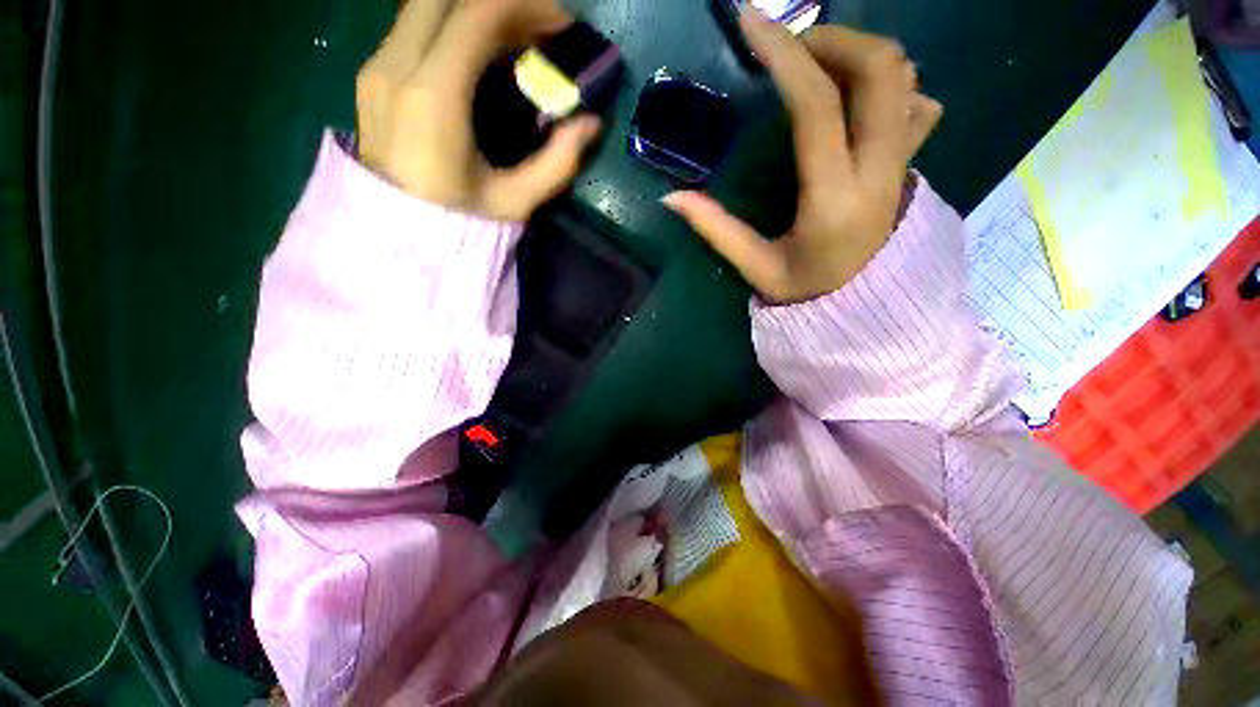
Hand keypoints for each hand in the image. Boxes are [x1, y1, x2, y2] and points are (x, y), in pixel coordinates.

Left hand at [356, 0, 601, 221]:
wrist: (396, 236)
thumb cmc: (457, 223)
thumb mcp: (516, 202)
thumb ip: (557, 163)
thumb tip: (590, 124)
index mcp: (433, 98)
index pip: (476, 14)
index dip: (525, 7)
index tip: (561, 25)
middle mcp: (396, 66)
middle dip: (501, 2)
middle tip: (538, 28)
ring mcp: (378, 66)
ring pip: (428, 4)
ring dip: (476, 10)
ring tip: (514, 37)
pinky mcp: (374, 73)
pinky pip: (415, 25)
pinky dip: (454, 23)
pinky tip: (482, 52)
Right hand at [662, 12, 941, 303]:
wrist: (865, 312)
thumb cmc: (807, 294)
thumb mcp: (757, 268)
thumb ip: (716, 230)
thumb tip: (671, 199)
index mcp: (834, 199)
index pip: (817, 106)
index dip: (785, 55)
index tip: (752, 25)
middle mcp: (880, 169)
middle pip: (880, 68)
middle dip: (832, 40)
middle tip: (790, 51)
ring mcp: (904, 163)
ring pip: (903, 76)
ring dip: (858, 54)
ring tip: (817, 68)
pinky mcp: (911, 164)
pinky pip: (917, 102)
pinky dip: (888, 83)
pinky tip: (854, 101)